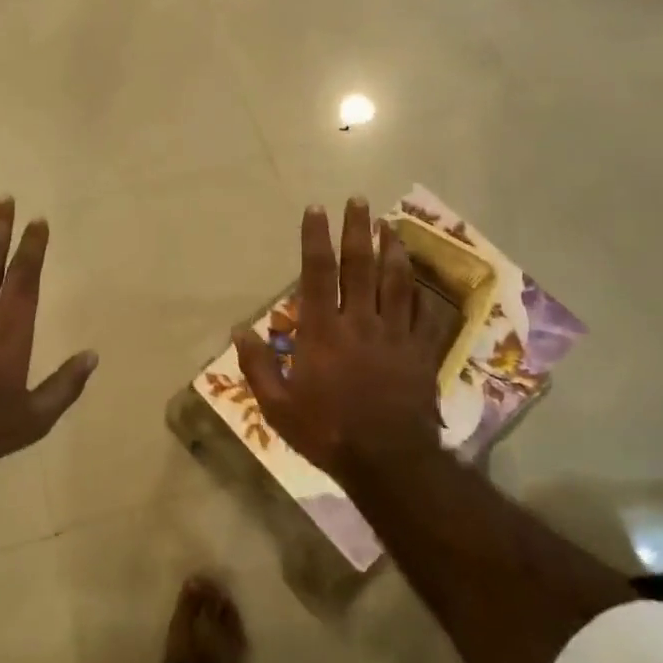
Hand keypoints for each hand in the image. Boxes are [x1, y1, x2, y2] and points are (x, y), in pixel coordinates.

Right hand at [235, 199, 453, 480]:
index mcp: (323, 331)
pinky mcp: (420, 352)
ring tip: (390, 225)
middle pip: (360, 266)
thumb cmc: (327, 432)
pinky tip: (418, 279)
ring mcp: (395, 335)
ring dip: (392, 250)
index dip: (316, 237)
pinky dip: (421, 293)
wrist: (388, 461)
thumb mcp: (277, 406)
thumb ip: (257, 365)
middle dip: (357, 229)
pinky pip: (423, 314)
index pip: (318, 272)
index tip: (316, 209)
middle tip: (359, 201)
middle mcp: (360, 322)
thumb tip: (238, 330)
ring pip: (396, 282)